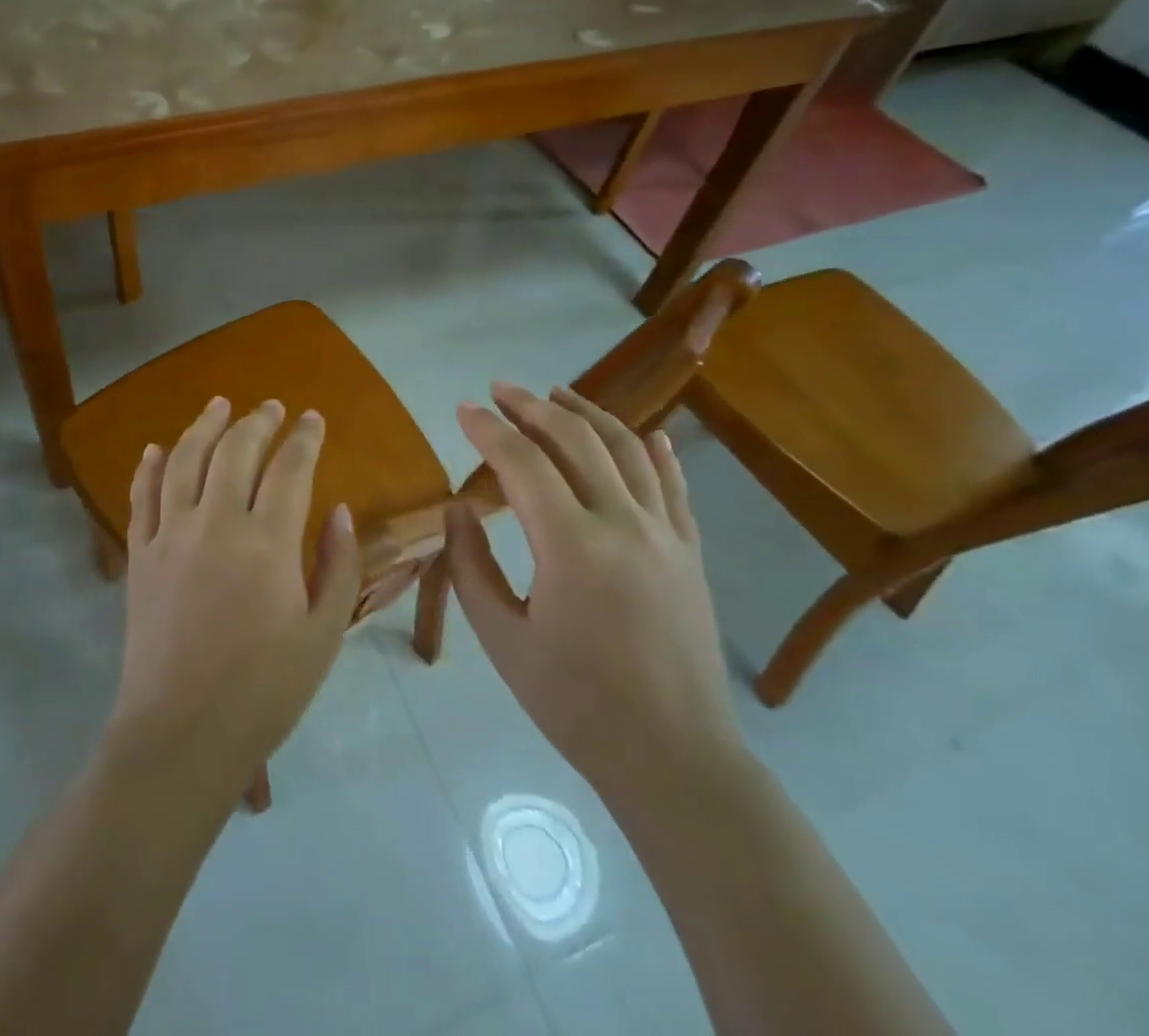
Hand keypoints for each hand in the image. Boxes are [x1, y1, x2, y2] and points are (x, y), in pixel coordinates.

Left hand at [105, 397, 361, 796]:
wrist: (180, 734)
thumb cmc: (264, 690)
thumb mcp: (323, 634)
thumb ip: (338, 565)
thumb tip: (340, 511)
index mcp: (268, 541)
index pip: (290, 467)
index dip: (304, 438)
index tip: (313, 419)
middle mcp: (216, 522)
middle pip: (236, 450)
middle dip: (258, 422)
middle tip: (272, 408)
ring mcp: (171, 535)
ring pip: (185, 460)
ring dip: (204, 426)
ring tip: (219, 405)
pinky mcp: (139, 555)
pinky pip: (141, 496)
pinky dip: (148, 466)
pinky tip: (155, 448)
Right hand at [444, 382, 744, 810]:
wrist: (675, 758)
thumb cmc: (576, 705)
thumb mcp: (503, 641)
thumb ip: (471, 567)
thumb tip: (459, 508)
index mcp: (571, 546)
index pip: (523, 463)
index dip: (488, 429)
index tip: (462, 408)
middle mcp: (623, 524)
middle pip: (576, 440)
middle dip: (533, 406)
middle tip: (501, 389)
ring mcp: (665, 534)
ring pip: (627, 450)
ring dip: (588, 413)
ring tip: (558, 392)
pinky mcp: (689, 552)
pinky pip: (674, 486)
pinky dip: (655, 452)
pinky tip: (646, 435)